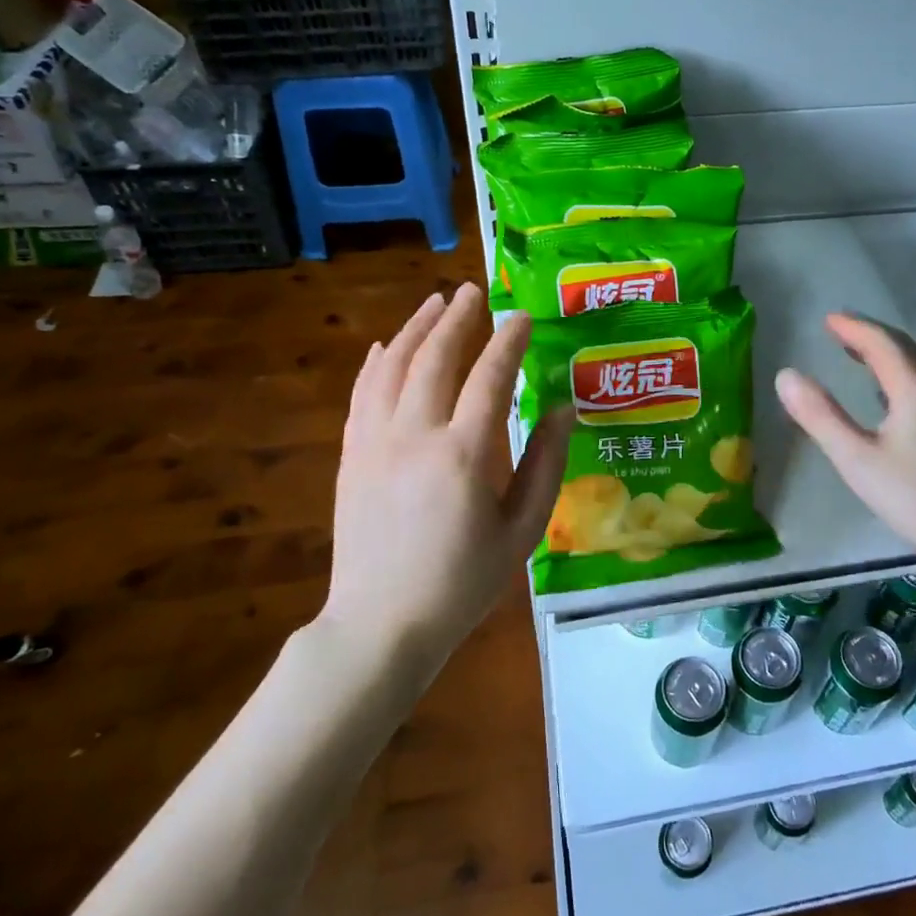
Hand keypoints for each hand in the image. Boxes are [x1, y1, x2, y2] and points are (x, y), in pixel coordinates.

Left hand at [327, 284, 572, 664]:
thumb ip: (545, 466)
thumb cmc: (462, 583)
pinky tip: (388, 346)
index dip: (508, 341)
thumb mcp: (521, 532)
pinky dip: (377, 362)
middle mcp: (416, 435)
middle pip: (436, 358)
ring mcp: (376, 442)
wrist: (381, 624)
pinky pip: (363, 393)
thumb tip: (562, 410)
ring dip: (416, 328)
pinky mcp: (353, 455)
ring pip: (394, 366)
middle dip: (457, 318)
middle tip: (473, 291)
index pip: (490, 377)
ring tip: (434, 302)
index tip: (521, 316)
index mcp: (465, 454)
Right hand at [775, 313, 915, 567]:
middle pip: (904, 348)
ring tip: (855, 351)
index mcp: (915, 389)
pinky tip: (883, 392)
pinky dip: (896, 373)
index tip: (827, 320)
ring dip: (885, 352)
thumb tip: (786, 375)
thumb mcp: (856, 458)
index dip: (854, 328)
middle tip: (838, 329)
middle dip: (870, 334)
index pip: (882, 343)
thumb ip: (819, 415)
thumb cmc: (913, 497)